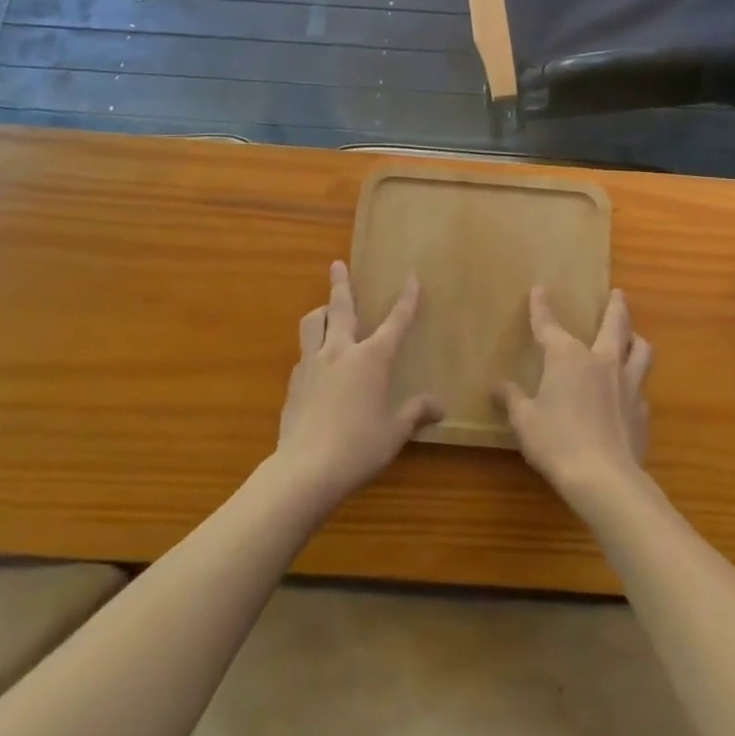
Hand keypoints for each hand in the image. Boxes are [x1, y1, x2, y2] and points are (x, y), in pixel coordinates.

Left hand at [275, 261, 441, 506]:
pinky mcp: (294, 382)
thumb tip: (440, 406)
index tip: (411, 277)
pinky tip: (317, 363)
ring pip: (313, 323)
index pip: (395, 321)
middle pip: (340, 307)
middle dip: (341, 283)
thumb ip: (415, 413)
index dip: (406, 299)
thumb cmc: (357, 449)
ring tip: (324, 309)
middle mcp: (340, 351)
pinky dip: (312, 347)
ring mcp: (313, 364)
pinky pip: (304, 353)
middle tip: (336, 264)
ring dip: (320, 311)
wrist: (304, 471)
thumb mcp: (394, 433)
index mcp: (371, 359)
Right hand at [496, 288, 652, 511]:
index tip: (539, 289)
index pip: (549, 325)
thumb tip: (497, 387)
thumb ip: (512, 400)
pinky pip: (642, 388)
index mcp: (567, 357)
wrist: (605, 478)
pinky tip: (631, 395)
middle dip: (615, 306)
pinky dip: (636, 384)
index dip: (541, 307)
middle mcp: (601, 361)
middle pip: (614, 324)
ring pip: (640, 350)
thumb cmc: (557, 442)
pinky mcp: (642, 410)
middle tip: (618, 293)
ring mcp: (627, 384)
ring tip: (635, 337)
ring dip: (636, 339)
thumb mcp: (525, 421)